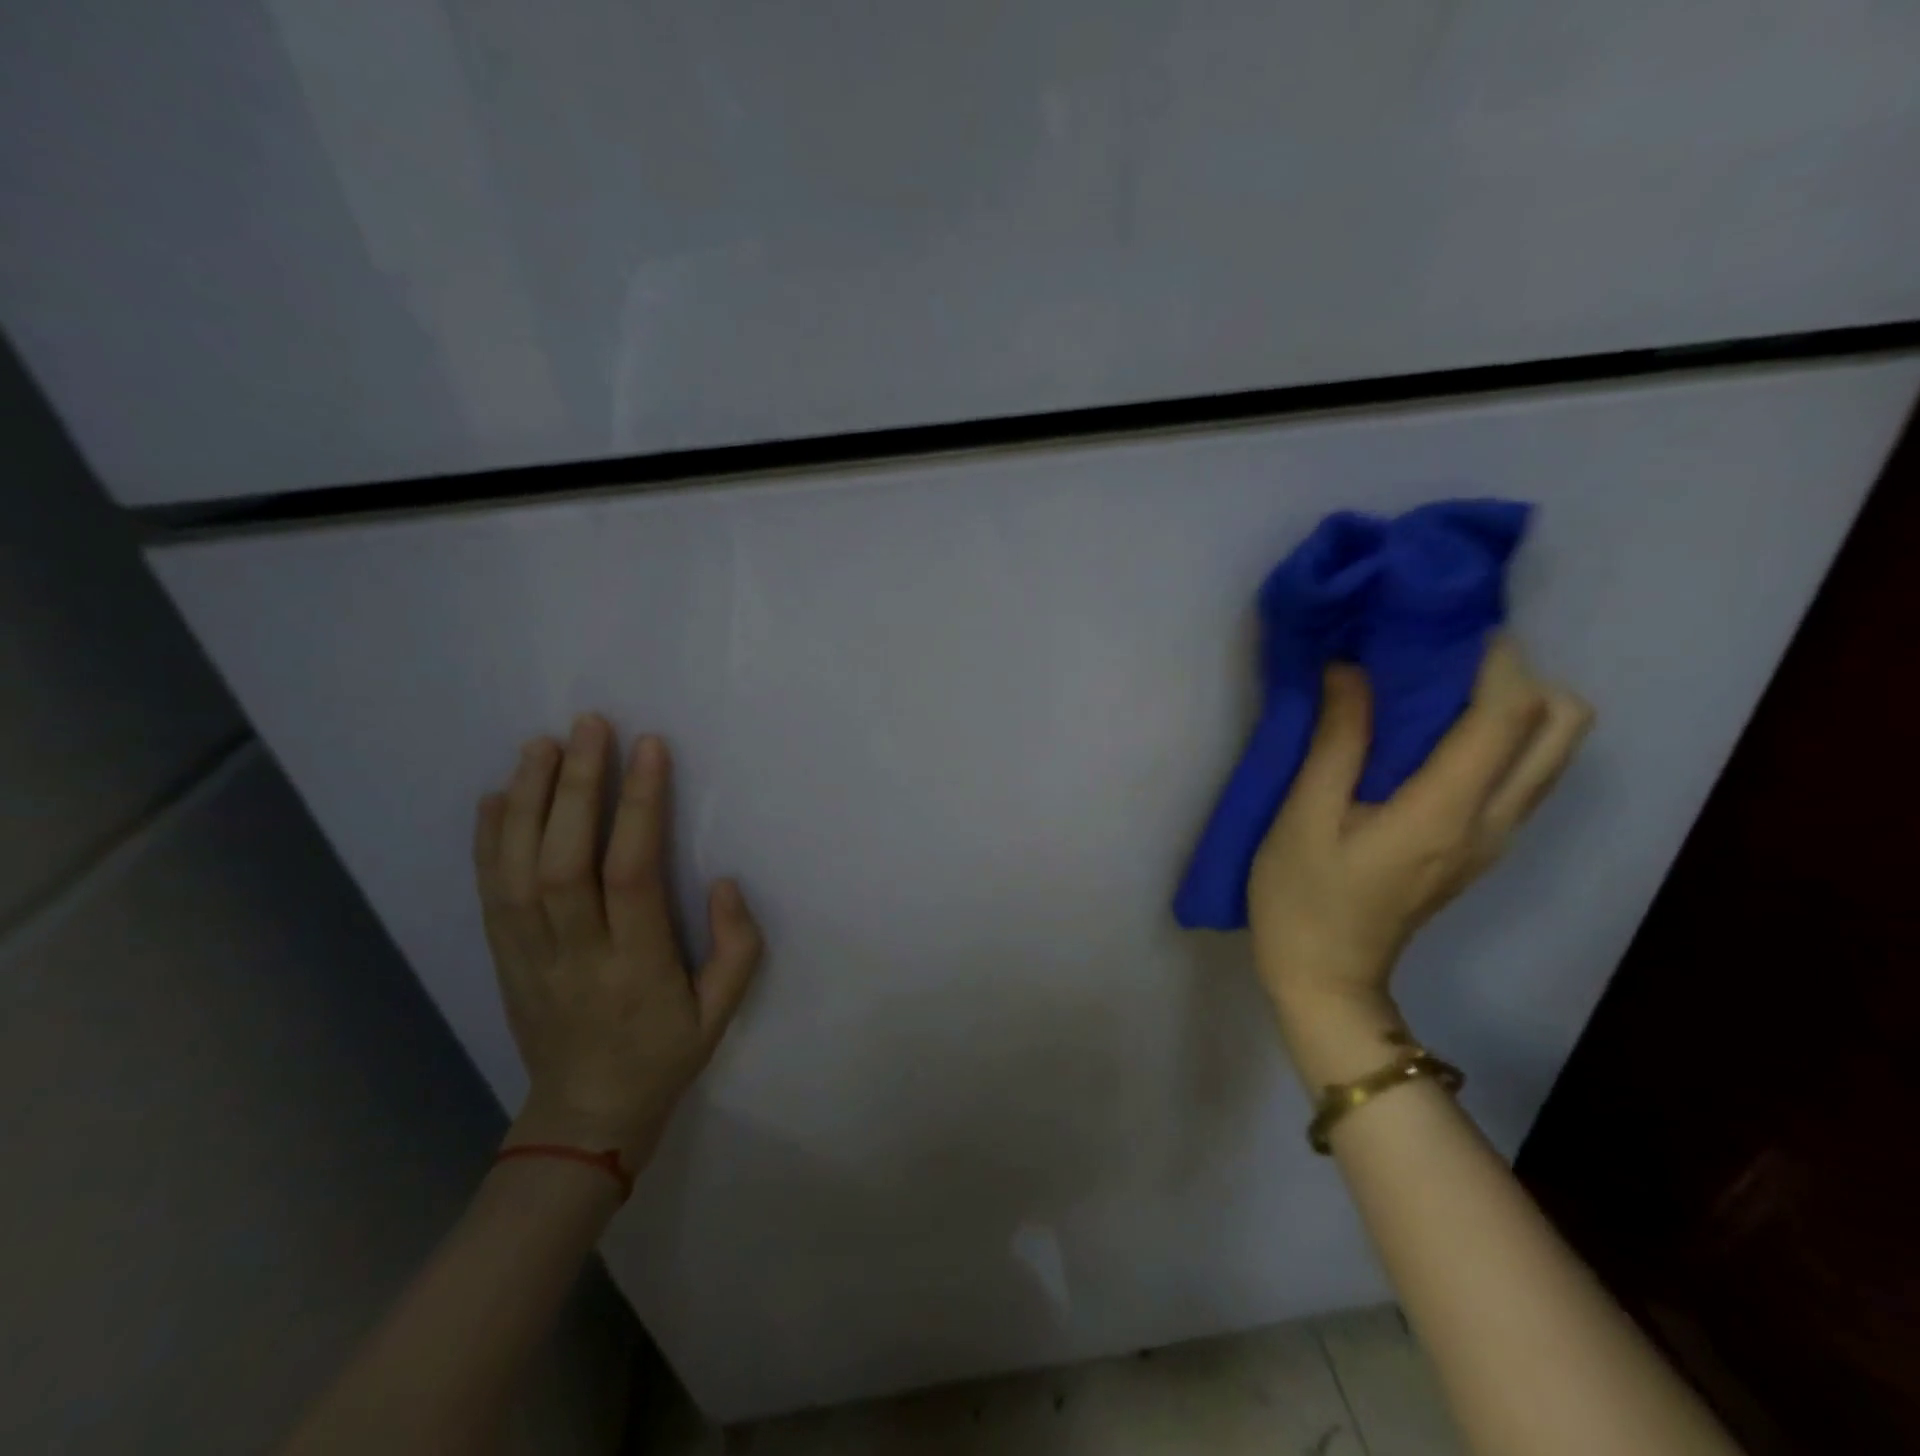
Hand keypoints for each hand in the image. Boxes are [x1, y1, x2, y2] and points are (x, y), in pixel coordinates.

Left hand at [474, 716, 763, 1166]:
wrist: (584, 1117)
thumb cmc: (665, 1055)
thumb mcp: (723, 1013)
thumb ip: (737, 946)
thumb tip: (724, 881)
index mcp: (636, 966)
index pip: (631, 873)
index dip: (639, 806)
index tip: (649, 748)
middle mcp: (575, 954)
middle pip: (562, 862)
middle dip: (575, 787)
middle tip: (587, 726)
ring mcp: (528, 956)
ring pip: (516, 871)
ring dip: (525, 802)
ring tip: (539, 744)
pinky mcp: (503, 959)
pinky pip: (488, 895)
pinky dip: (486, 841)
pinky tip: (493, 797)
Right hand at [1249, 639, 1590, 1079]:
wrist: (1326, 978)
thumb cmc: (1302, 898)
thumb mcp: (1303, 817)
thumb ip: (1337, 741)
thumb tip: (1352, 669)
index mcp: (1445, 811)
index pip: (1506, 714)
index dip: (1492, 658)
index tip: (1444, 624)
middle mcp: (1493, 820)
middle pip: (1561, 726)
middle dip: (1520, 674)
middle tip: (1443, 659)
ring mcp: (1495, 837)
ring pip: (1551, 750)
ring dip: (1514, 703)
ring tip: (1437, 687)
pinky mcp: (1482, 846)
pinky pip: (1521, 773)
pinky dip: (1500, 736)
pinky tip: (1434, 733)